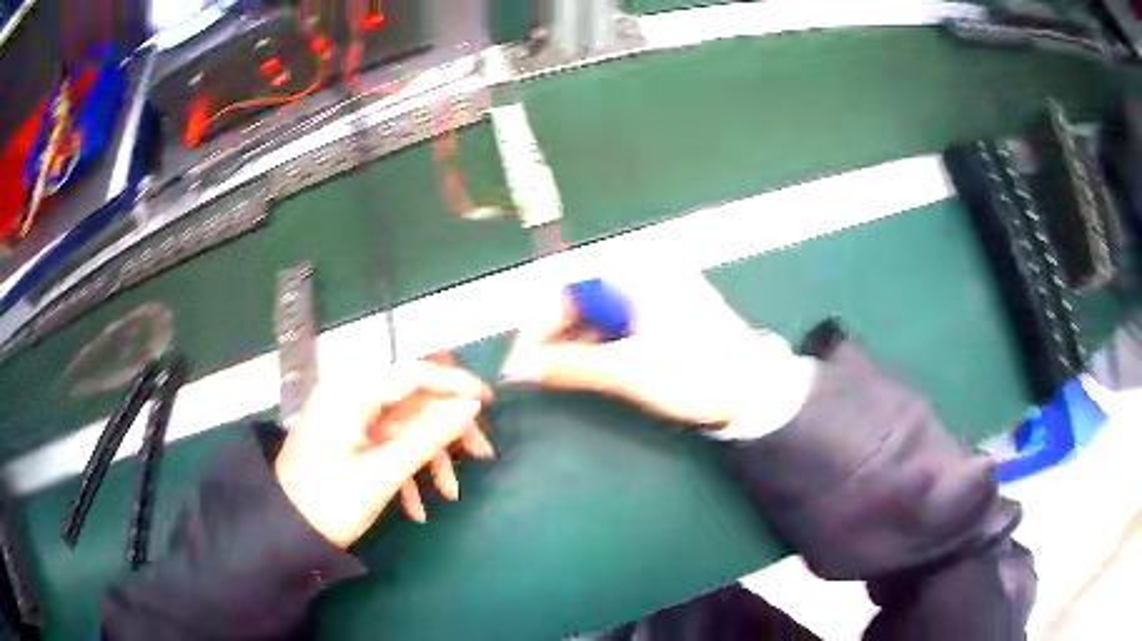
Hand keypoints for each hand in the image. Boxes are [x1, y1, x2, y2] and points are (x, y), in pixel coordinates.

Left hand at [274, 360, 494, 547]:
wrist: (286, 531)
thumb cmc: (330, 502)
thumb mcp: (383, 473)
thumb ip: (428, 436)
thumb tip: (470, 406)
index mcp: (352, 394)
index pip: (412, 373)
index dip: (454, 382)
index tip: (488, 399)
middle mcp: (350, 397)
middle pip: (413, 401)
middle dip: (447, 430)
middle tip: (482, 454)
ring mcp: (350, 419)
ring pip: (404, 427)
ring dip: (430, 458)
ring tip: (449, 494)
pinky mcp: (349, 440)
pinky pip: (387, 445)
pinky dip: (406, 470)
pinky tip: (416, 507)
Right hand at [502, 271, 807, 427]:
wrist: (753, 390)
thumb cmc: (694, 375)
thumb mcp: (626, 372)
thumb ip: (568, 366)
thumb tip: (520, 370)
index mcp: (635, 271)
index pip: (565, 284)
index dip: (537, 324)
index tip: (521, 362)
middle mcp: (642, 270)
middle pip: (578, 296)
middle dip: (552, 334)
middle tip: (532, 373)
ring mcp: (653, 289)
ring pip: (595, 310)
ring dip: (571, 341)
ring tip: (553, 375)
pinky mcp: (662, 308)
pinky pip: (615, 319)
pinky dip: (596, 343)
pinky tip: (584, 367)